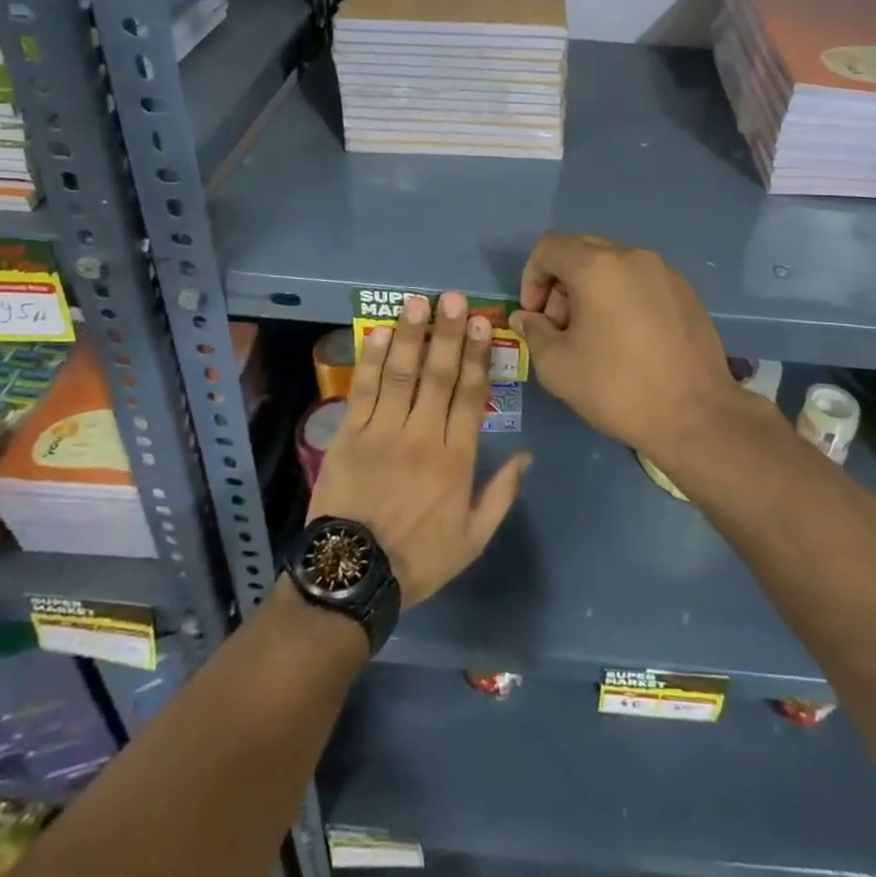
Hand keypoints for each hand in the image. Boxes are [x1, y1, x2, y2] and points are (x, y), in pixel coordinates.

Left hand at [309, 292, 531, 608]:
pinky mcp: (348, 436)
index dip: (479, 356)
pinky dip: (371, 360)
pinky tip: (377, 333)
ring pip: (401, 373)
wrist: (352, 578)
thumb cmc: (418, 558)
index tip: (484, 323)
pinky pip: (362, 390)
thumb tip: (527, 455)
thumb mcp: (473, 539)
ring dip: (411, 335)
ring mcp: (383, 433)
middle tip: (453, 298)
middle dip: (449, 333)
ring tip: (417, 303)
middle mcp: (423, 436)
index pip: (472, 395)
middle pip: (439, 375)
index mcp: (456, 459)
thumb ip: (501, 494)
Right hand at [510, 234, 740, 451]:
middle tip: (561, 327)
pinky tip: (628, 339)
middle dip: (561, 283)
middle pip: (582, 251)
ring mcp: (665, 272)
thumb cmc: (617, 387)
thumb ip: (534, 332)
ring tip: (594, 335)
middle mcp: (633, 257)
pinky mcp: (687, 292)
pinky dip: (623, 297)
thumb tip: (527, 318)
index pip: (550, 247)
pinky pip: (642, 281)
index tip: (535, 316)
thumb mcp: (558, 366)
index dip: (531, 277)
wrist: (696, 415)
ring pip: (614, 266)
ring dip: (592, 290)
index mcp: (598, 266)